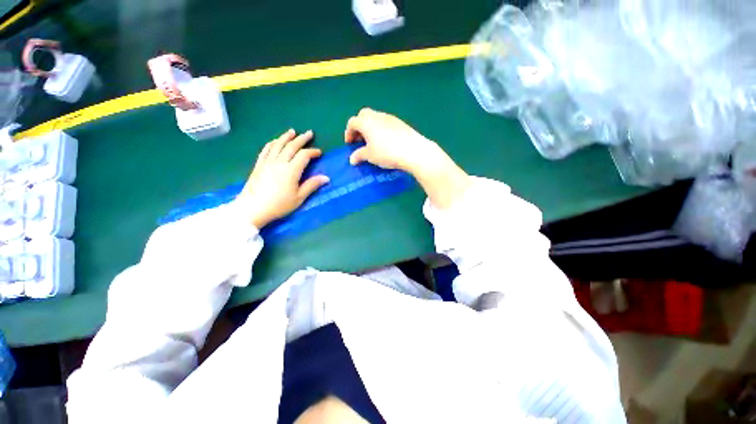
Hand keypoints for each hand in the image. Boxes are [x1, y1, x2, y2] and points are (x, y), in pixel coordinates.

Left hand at [239, 129, 328, 228]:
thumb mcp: (299, 198)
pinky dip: (272, 143)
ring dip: (286, 137)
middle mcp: (279, 162)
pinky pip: (266, 150)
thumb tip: (326, 178)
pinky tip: (275, 141)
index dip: (313, 152)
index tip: (319, 152)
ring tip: (292, 131)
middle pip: (291, 146)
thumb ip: (312, 185)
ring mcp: (267, 162)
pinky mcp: (259, 165)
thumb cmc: (279, 205)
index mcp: (291, 170)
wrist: (252, 208)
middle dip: (302, 139)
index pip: (304, 156)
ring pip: (278, 145)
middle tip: (309, 133)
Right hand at [344, 108, 470, 208]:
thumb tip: (352, 159)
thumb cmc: (387, 153)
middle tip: (360, 140)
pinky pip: (386, 123)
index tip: (350, 144)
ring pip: (375, 119)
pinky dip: (381, 130)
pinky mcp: (400, 123)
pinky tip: (385, 142)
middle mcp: (377, 116)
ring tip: (373, 143)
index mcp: (367, 122)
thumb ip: (359, 155)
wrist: (413, 151)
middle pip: (363, 116)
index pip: (352, 122)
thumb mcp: (370, 156)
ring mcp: (390, 118)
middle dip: (359, 127)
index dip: (348, 133)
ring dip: (370, 128)